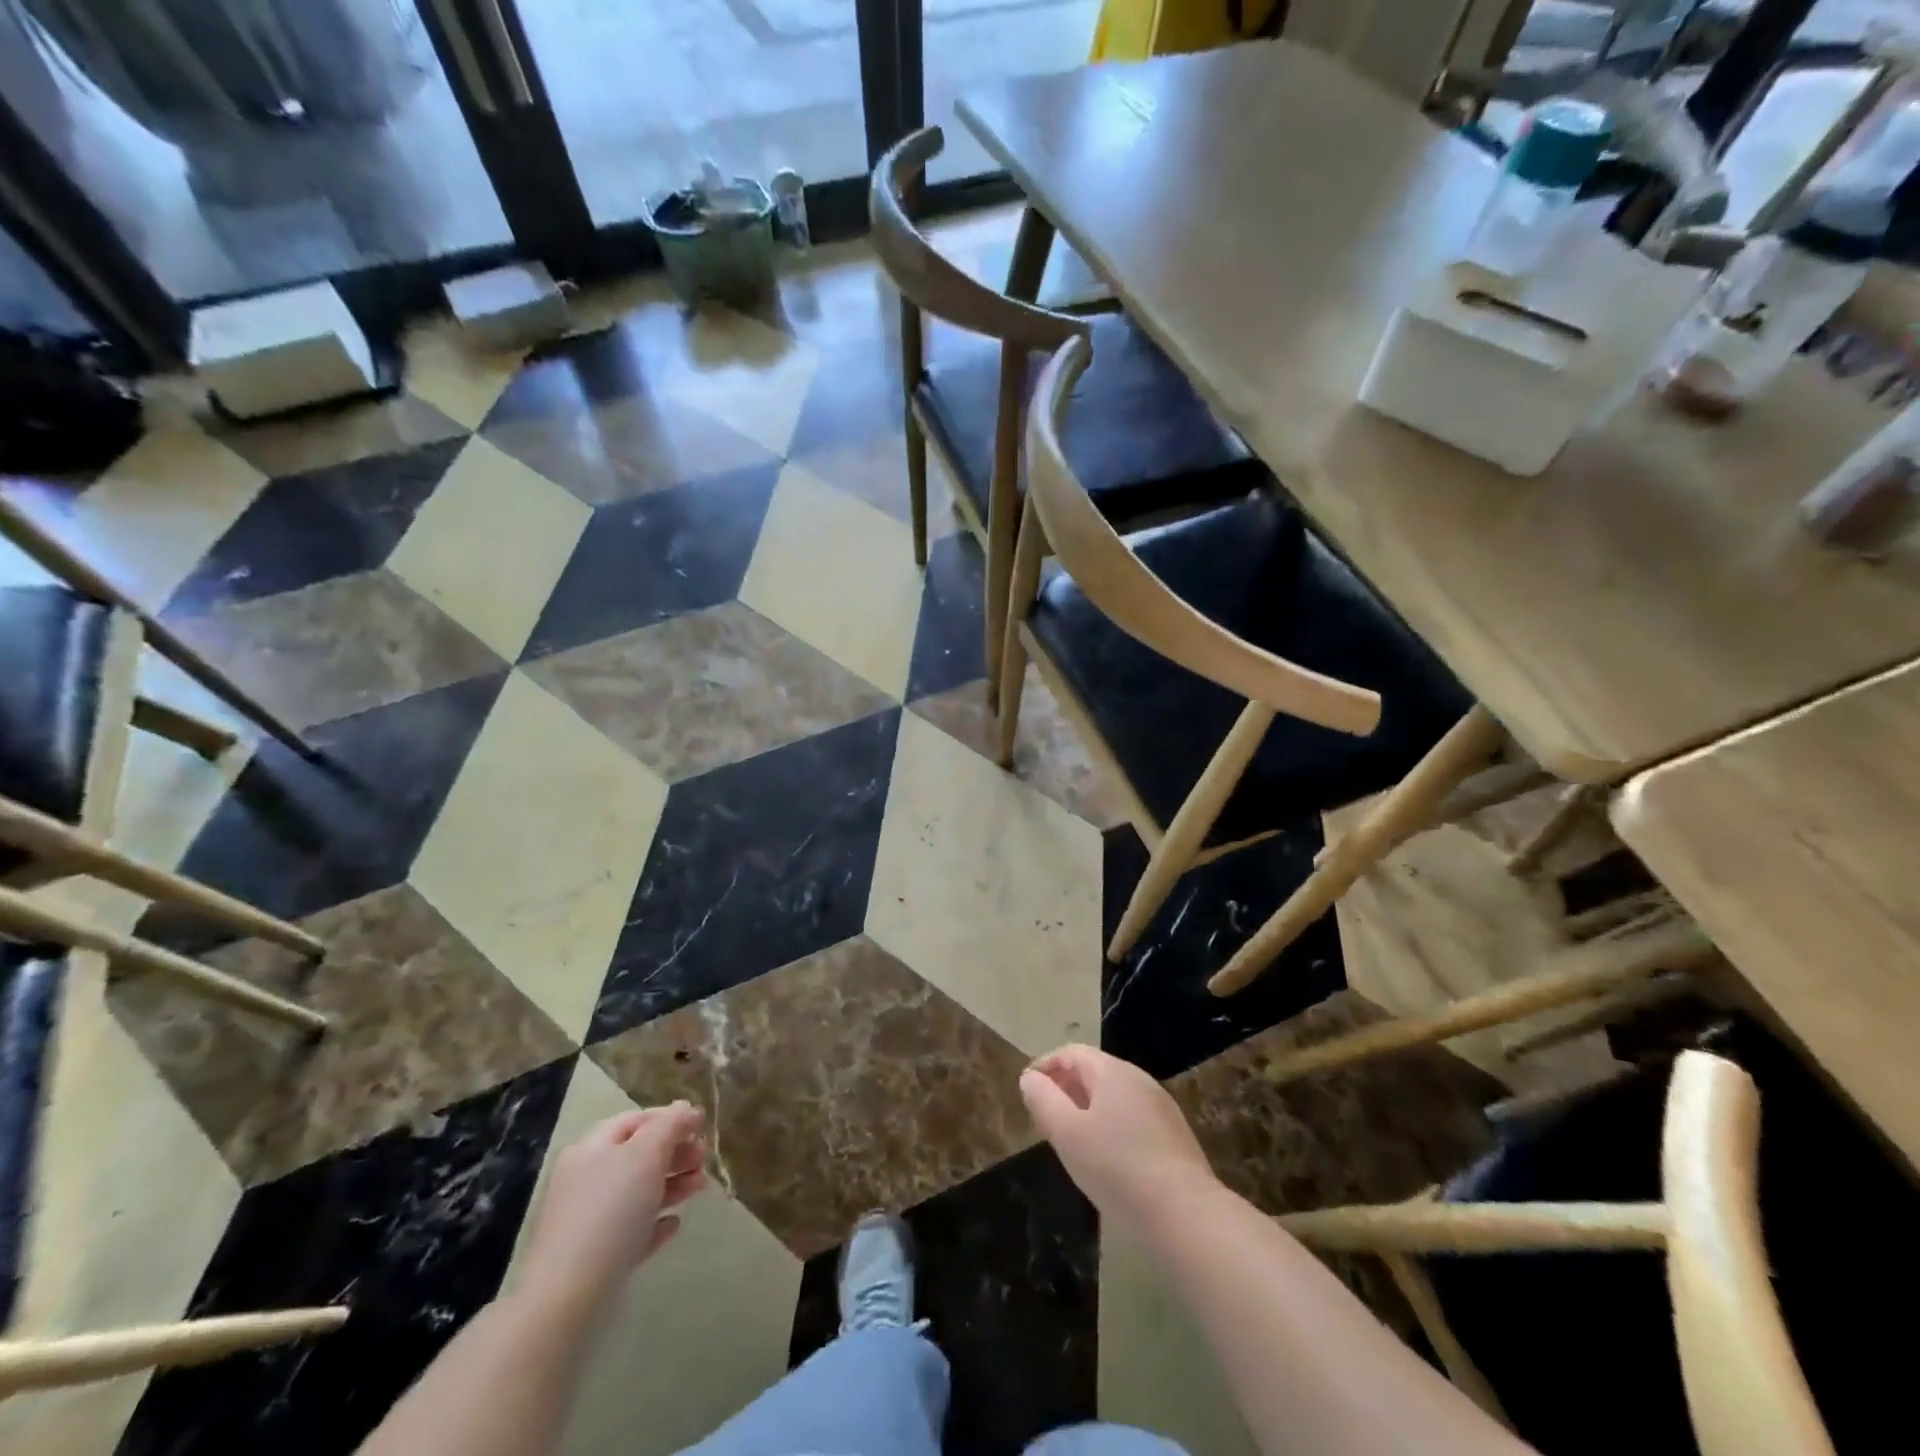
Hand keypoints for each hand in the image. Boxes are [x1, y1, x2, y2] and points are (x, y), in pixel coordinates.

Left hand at [518, 1104, 707, 1315]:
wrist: (567, 1299)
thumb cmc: (610, 1212)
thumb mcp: (646, 1155)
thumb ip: (670, 1125)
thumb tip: (686, 1109)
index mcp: (592, 1148)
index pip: (636, 1120)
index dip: (670, 1118)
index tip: (702, 1127)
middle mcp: (587, 1179)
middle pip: (639, 1155)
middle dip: (675, 1153)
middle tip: (703, 1160)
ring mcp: (589, 1220)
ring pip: (639, 1192)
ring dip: (673, 1184)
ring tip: (698, 1188)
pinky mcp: (597, 1257)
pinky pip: (632, 1230)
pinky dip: (655, 1222)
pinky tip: (673, 1225)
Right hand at [1020, 1044, 1219, 1234]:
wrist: (1185, 1214)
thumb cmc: (1116, 1167)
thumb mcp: (1067, 1133)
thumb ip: (1043, 1100)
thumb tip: (1030, 1078)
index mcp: (1112, 1071)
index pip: (1071, 1052)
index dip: (1045, 1066)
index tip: (1028, 1092)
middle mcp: (1139, 1078)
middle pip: (1094, 1071)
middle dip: (1066, 1087)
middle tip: (1046, 1117)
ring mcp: (1161, 1106)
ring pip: (1114, 1096)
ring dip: (1088, 1108)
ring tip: (1072, 1139)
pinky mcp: (1175, 1134)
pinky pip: (1132, 1117)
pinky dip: (1111, 1125)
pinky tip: (1108, 1158)